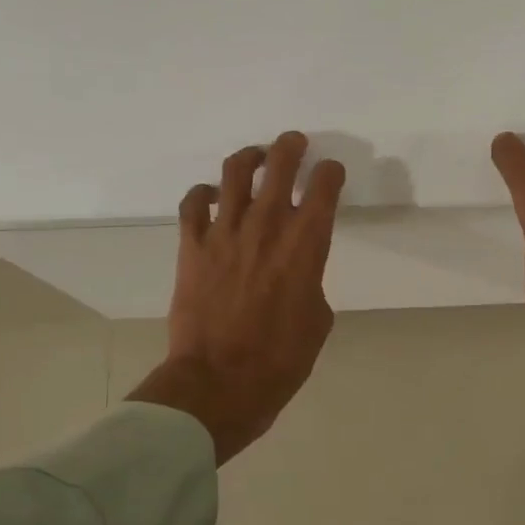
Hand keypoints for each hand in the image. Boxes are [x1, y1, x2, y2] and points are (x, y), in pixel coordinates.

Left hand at [128, 132, 346, 463]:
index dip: (331, 173)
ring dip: (249, 158)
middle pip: (279, 166)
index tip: (332, 172)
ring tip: (255, 158)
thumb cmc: (281, 359)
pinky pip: (193, 204)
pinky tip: (211, 196)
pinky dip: (203, 193)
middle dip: (291, 147)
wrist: (220, 381)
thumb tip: (297, 271)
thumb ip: (310, 281)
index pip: (324, 188)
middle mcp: (267, 227)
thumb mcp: (317, 319)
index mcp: (306, 245)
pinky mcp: (192, 247)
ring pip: (234, 174)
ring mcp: (224, 233)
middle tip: (295, 143)